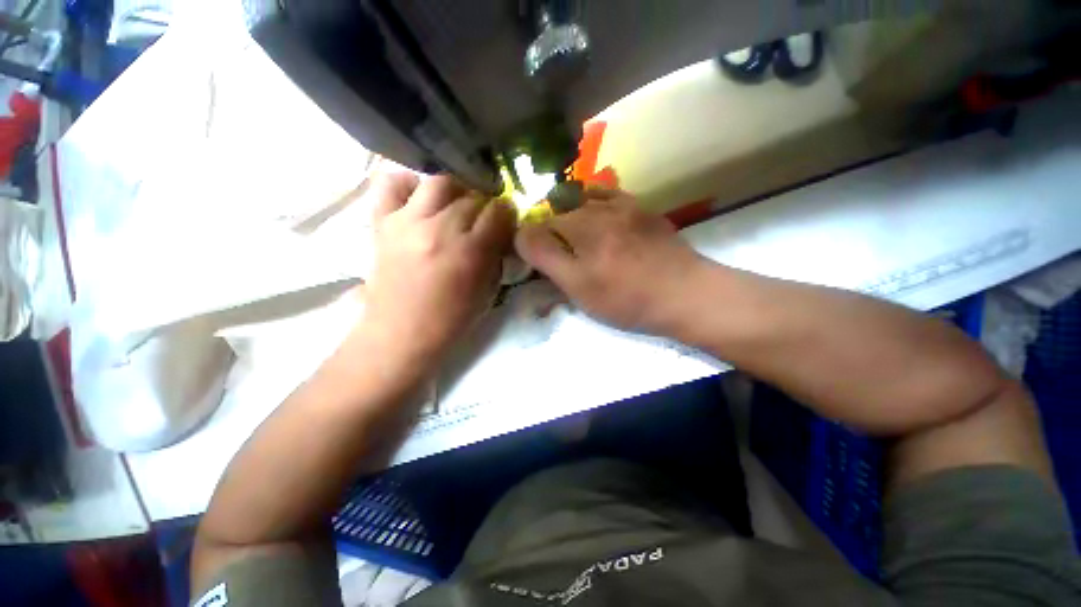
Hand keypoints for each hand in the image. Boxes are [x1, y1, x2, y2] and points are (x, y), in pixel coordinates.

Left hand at [362, 172, 515, 363]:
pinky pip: (392, 185)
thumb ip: (497, 257)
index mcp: (470, 252)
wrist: (401, 334)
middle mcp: (440, 229)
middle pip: (472, 197)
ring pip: (440, 182)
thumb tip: (501, 232)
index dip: (507, 214)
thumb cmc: (451, 320)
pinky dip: (409, 185)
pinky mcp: (383, 222)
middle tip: (482, 221)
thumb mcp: (488, 292)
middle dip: (484, 207)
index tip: (506, 222)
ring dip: (455, 192)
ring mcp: (408, 222)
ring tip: (455, 207)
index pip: (499, 212)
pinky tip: (419, 199)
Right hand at [515, 189, 706, 334]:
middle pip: (555, 214)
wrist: (685, 293)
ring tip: (574, 235)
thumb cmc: (628, 300)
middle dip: (548, 232)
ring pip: (576, 201)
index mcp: (578, 235)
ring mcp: (618, 205)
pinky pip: (605, 192)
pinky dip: (590, 199)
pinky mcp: (637, 207)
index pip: (536, 231)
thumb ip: (548, 260)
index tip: (537, 262)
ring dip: (566, 215)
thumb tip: (522, 236)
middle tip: (557, 254)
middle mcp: (594, 212)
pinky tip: (592, 211)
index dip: (530, 245)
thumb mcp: (581, 291)